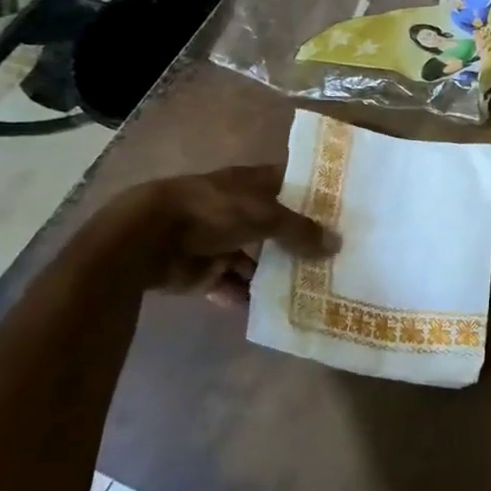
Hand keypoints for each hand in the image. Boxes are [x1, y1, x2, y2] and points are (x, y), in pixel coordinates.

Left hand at [90, 165, 333, 304]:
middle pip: (274, 224)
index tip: (342, 210)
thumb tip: (337, 243)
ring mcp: (219, 240)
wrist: (149, 238)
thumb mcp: (265, 215)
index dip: (313, 193)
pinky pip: (231, 285)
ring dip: (274, 272)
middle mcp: (237, 208)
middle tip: (333, 256)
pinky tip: (272, 308)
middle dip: (298, 239)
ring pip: (255, 257)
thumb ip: (300, 231)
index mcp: (251, 183)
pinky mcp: (203, 271)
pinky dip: (246, 296)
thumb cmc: (213, 211)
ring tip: (309, 286)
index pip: (290, 183)